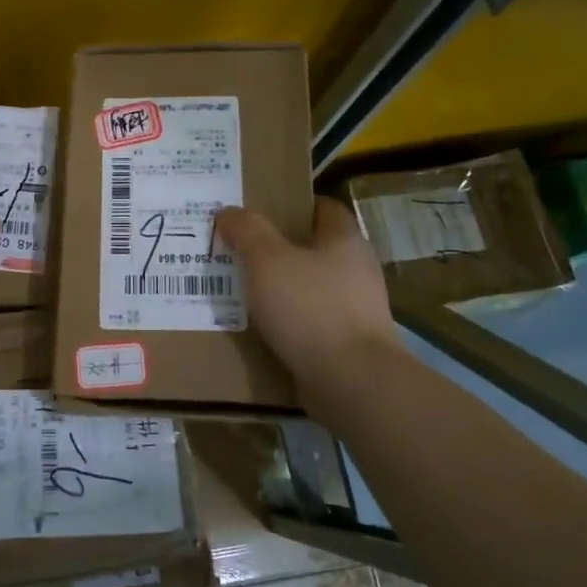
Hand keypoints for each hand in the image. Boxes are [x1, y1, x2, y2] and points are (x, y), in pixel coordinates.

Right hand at [215, 197, 401, 380]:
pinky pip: (311, 322)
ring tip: (243, 289)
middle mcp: (357, 270)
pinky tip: (261, 327)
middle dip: (280, 248)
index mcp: (345, 241)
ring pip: (311, 287)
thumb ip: (247, 231)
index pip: (324, 208)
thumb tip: (229, 211)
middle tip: (240, 249)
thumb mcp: (266, 260)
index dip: (293, 205)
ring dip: (282, 287)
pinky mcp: (348, 344)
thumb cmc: (310, 308)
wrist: (351, 381)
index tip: (260, 209)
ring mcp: (356, 310)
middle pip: (315, 248)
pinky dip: (288, 321)